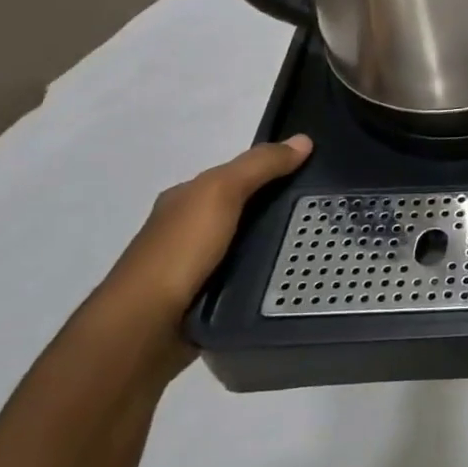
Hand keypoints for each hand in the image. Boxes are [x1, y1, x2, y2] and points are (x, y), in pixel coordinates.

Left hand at [95, 134, 313, 340]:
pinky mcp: (203, 298)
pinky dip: (263, 272)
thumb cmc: (180, 251)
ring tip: (315, 244)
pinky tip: (287, 275)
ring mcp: (193, 266)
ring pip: (244, 243)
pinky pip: (243, 275)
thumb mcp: (221, 192)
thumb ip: (259, 165)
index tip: (311, 174)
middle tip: (323, 210)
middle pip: (242, 209)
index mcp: (184, 198)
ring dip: (272, 243)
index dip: (271, 170)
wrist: (144, 326)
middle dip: (276, 207)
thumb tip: (303, 140)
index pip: (234, 175)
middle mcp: (186, 229)